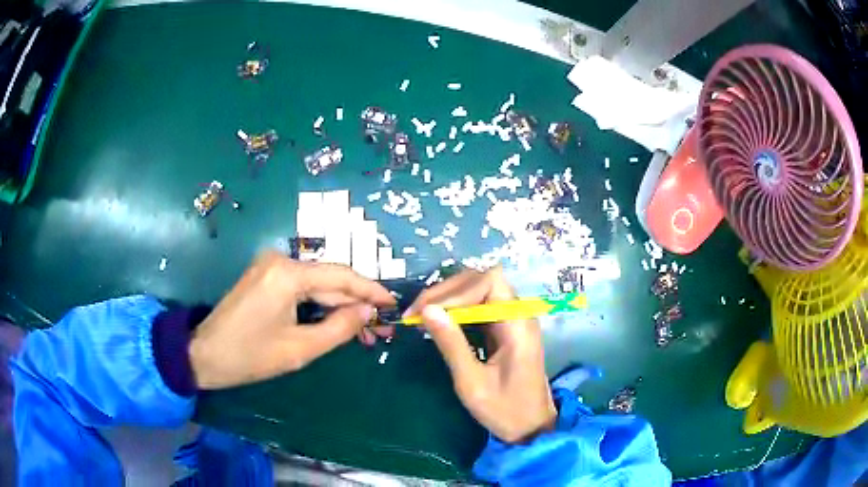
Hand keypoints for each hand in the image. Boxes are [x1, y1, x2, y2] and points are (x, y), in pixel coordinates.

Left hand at [190, 251, 395, 389]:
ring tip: (364, 331)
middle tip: (381, 327)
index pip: (340, 277)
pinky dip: (320, 306)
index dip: (370, 291)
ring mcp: (271, 267)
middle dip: (356, 304)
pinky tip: (337, 322)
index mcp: (287, 274)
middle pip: (329, 280)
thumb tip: (368, 311)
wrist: (205, 354)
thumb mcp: (299, 349)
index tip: (394, 304)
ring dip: (339, 307)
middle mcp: (280, 261)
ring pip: (317, 285)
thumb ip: (339, 328)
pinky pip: (301, 289)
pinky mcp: (265, 278)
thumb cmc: (250, 356)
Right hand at [405, 267, 555, 442]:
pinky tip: (439, 323)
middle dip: (447, 292)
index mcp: (518, 324)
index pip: (488, 282)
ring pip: (479, 291)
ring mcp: (513, 319)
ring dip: (449, 300)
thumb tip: (426, 310)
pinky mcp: (505, 328)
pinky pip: (480, 307)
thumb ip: (451, 344)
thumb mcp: (472, 382)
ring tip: (421, 316)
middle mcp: (518, 313)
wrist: (531, 427)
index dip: (454, 291)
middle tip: (416, 313)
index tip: (425, 312)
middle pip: (482, 281)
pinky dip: (457, 311)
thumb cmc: (505, 410)